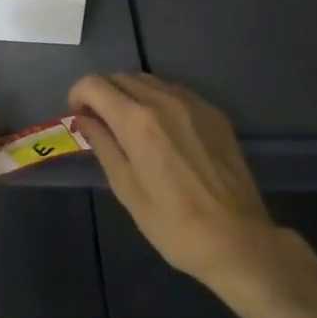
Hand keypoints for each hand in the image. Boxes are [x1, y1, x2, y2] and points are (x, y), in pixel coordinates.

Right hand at [70, 72, 288, 288]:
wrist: (238, 240)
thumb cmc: (173, 224)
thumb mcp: (126, 188)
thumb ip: (102, 145)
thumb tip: (84, 119)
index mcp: (136, 120)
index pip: (94, 84)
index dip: (78, 96)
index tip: (80, 119)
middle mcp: (164, 100)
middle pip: (121, 77)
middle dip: (104, 95)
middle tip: (103, 125)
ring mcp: (193, 103)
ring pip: (149, 81)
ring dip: (131, 95)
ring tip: (132, 128)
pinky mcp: (214, 113)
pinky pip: (175, 92)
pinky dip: (159, 101)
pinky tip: (164, 132)